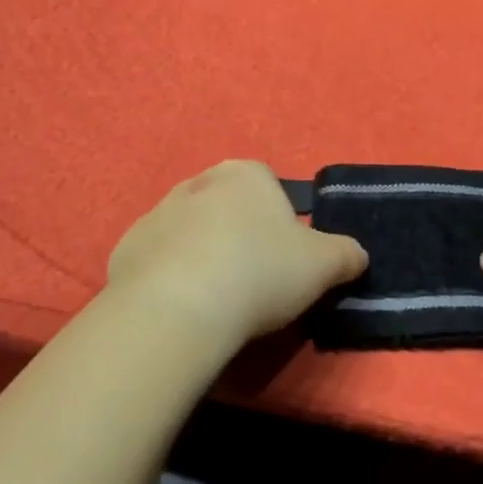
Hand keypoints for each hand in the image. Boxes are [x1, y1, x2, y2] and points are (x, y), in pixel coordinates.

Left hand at [107, 160, 367, 352]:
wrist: (178, 309)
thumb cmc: (259, 272)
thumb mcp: (323, 265)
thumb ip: (346, 254)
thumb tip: (358, 255)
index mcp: (246, 174)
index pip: (268, 186)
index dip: (278, 223)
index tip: (282, 260)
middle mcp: (199, 182)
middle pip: (227, 206)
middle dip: (238, 235)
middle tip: (252, 280)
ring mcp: (157, 214)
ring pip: (190, 232)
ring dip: (201, 255)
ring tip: (215, 300)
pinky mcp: (125, 249)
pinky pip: (157, 260)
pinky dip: (169, 278)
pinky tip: (181, 308)